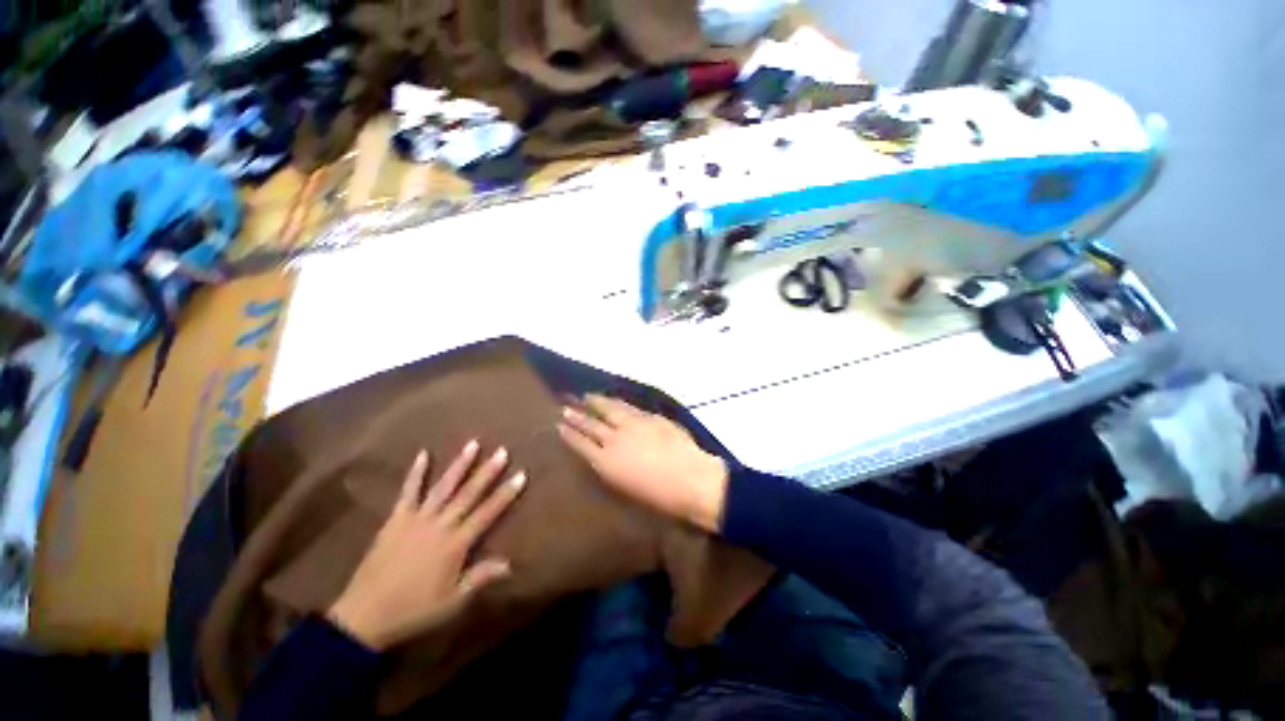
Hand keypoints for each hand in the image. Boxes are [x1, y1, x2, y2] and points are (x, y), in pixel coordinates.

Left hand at [327, 442, 525, 650]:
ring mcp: (416, 519)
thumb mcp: (452, 600)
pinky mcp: (396, 519)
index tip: (521, 474)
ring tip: (473, 444)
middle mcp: (439, 525)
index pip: (487, 513)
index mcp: (455, 544)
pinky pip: (408, 492)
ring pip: (443, 487)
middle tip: (502, 451)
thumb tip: (511, 563)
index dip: (505, 494)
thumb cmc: (414, 610)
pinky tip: (424, 454)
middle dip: (487, 472)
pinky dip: (416, 473)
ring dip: (459, 465)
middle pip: (468, 494)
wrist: (364, 616)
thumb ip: (480, 577)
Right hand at [558, 395, 727, 532]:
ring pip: (610, 409)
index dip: (569, 434)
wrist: (691, 480)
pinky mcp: (651, 418)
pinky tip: (615, 401)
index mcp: (606, 462)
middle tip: (565, 408)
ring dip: (597, 402)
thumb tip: (602, 457)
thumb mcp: (627, 489)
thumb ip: (611, 469)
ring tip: (586, 397)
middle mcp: (616, 439)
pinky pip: (630, 407)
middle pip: (591, 424)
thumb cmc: (659, 497)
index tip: (559, 425)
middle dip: (577, 416)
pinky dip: (619, 403)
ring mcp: (634, 425)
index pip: (581, 444)